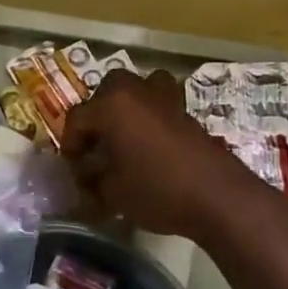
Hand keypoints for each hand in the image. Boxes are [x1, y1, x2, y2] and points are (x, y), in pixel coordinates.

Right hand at [62, 71, 259, 237]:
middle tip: (96, 147)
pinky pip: (159, 105)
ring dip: (126, 108)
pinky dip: (149, 118)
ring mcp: (166, 99)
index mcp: (112, 104)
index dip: (70, 145)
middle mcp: (138, 91)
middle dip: (97, 116)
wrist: (217, 197)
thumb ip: (92, 178)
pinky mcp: (187, 113)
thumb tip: (88, 172)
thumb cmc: (156, 190)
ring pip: (138, 90)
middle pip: (107, 92)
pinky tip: (148, 148)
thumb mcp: (112, 192)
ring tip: (123, 138)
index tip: (73, 169)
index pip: (77, 118)